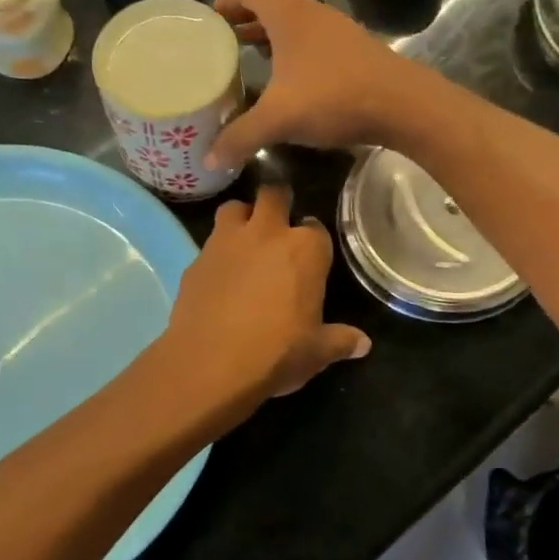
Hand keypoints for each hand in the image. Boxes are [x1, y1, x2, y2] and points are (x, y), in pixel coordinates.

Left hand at [161, 182, 369, 408]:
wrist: (210, 365)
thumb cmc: (276, 354)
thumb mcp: (316, 352)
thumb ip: (340, 341)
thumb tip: (363, 344)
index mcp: (305, 250)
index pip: (316, 227)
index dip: (314, 240)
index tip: (311, 256)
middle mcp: (266, 233)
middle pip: (273, 194)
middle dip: (278, 203)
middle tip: (279, 227)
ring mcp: (226, 242)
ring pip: (234, 208)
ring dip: (242, 218)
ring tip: (246, 242)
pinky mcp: (195, 260)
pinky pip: (209, 244)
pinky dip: (217, 253)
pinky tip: (220, 278)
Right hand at [165, 0, 429, 170]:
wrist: (405, 105)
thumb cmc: (340, 96)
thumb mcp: (282, 116)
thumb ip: (241, 137)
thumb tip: (209, 159)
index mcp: (285, 10)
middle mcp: (304, 12)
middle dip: (224, 1)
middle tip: (199, 19)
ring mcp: (324, 31)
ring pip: (276, 17)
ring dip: (249, 24)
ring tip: (225, 41)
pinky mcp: (338, 52)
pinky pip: (293, 38)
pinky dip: (271, 44)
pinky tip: (266, 70)